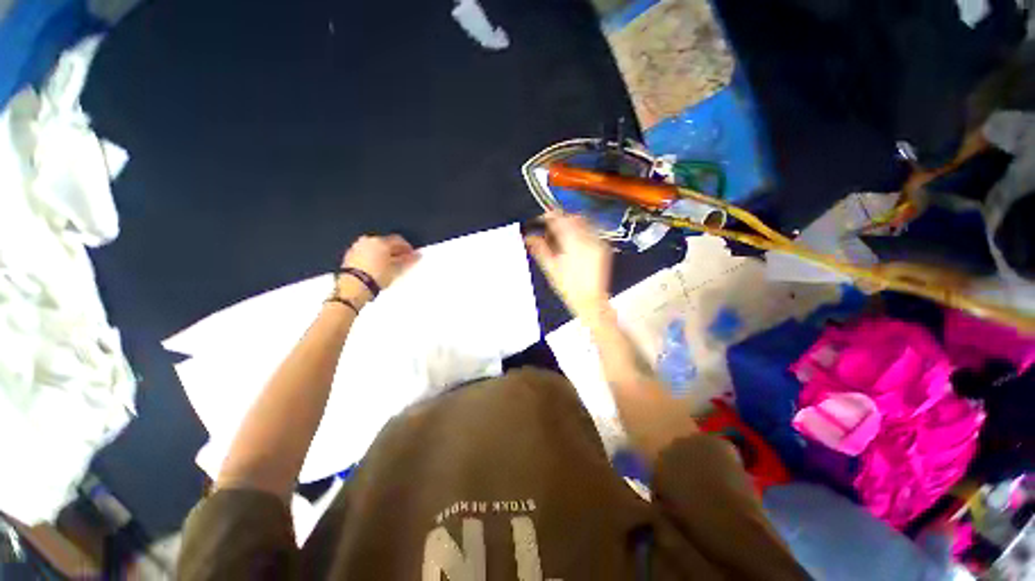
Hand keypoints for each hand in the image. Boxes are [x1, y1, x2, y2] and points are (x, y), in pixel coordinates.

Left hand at [338, 235, 418, 301]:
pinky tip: (376, 266)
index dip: (407, 247)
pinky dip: (372, 256)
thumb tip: (416, 255)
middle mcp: (368, 240)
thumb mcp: (396, 270)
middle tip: (400, 259)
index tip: (411, 255)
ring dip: (382, 253)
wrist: (353, 287)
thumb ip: (407, 260)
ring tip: (388, 264)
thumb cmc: (377, 276)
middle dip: (394, 250)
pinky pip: (365, 252)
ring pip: (374, 246)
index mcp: (381, 241)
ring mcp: (357, 246)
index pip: (398, 240)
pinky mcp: (349, 255)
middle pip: (385, 242)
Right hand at [525, 212, 612, 319]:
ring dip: (570, 222)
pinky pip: (591, 230)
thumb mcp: (550, 268)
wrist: (590, 301)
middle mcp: (588, 239)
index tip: (540, 218)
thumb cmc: (570, 288)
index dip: (547, 215)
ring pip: (583, 221)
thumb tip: (529, 236)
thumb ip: (539, 248)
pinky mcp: (603, 247)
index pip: (559, 218)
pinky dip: (580, 230)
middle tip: (549, 225)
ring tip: (560, 233)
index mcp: (573, 242)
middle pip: (572, 217)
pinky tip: (573, 240)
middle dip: (559, 218)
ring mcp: (597, 242)